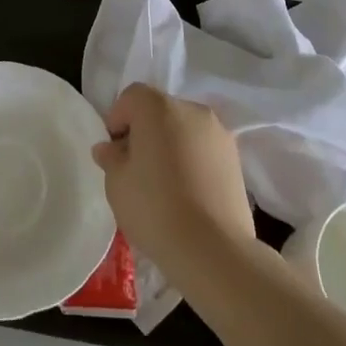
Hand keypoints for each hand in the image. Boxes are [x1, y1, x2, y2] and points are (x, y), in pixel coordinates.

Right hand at [91, 84, 255, 284]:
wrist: (213, 249)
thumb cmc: (154, 208)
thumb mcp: (116, 183)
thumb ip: (111, 158)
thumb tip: (109, 148)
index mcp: (159, 107)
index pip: (132, 97)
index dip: (118, 119)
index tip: (114, 151)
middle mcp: (192, 110)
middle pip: (160, 110)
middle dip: (145, 131)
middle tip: (135, 167)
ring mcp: (219, 133)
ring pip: (184, 129)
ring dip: (171, 145)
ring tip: (164, 183)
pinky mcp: (236, 159)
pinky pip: (204, 149)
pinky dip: (192, 160)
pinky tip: (187, 193)